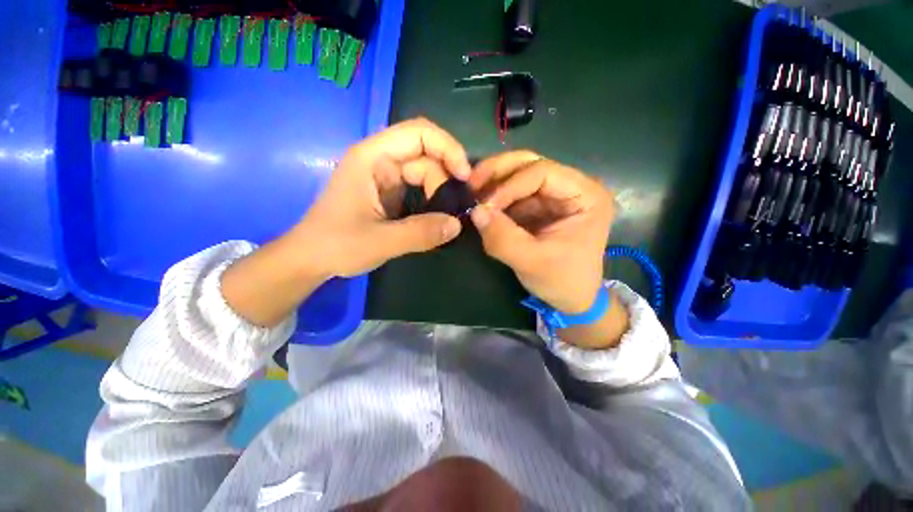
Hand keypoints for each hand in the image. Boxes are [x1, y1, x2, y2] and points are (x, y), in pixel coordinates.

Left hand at [291, 118, 471, 277]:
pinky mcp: (389, 193)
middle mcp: (380, 160)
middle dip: (445, 180)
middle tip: (454, 212)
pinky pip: (419, 189)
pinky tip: (437, 219)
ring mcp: (385, 177)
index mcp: (372, 158)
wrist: (311, 259)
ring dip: (439, 194)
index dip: (448, 148)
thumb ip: (420, 234)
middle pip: (426, 156)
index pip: (419, 133)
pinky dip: (432, 201)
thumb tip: (457, 225)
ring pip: (425, 174)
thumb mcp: (380, 242)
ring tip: (445, 220)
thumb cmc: (336, 245)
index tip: (464, 177)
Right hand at [469, 151, 615, 313]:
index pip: (542, 172)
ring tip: (472, 195)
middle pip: (530, 164)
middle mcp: (572, 187)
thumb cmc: (562, 282)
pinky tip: (482, 207)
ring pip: (519, 175)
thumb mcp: (532, 263)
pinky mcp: (540, 207)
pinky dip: (496, 198)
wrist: (571, 299)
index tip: (485, 206)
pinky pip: (514, 194)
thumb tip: (475, 211)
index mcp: (586, 196)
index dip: (509, 185)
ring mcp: (555, 196)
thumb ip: (503, 238)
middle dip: (498, 172)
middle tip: (471, 183)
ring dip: (493, 183)